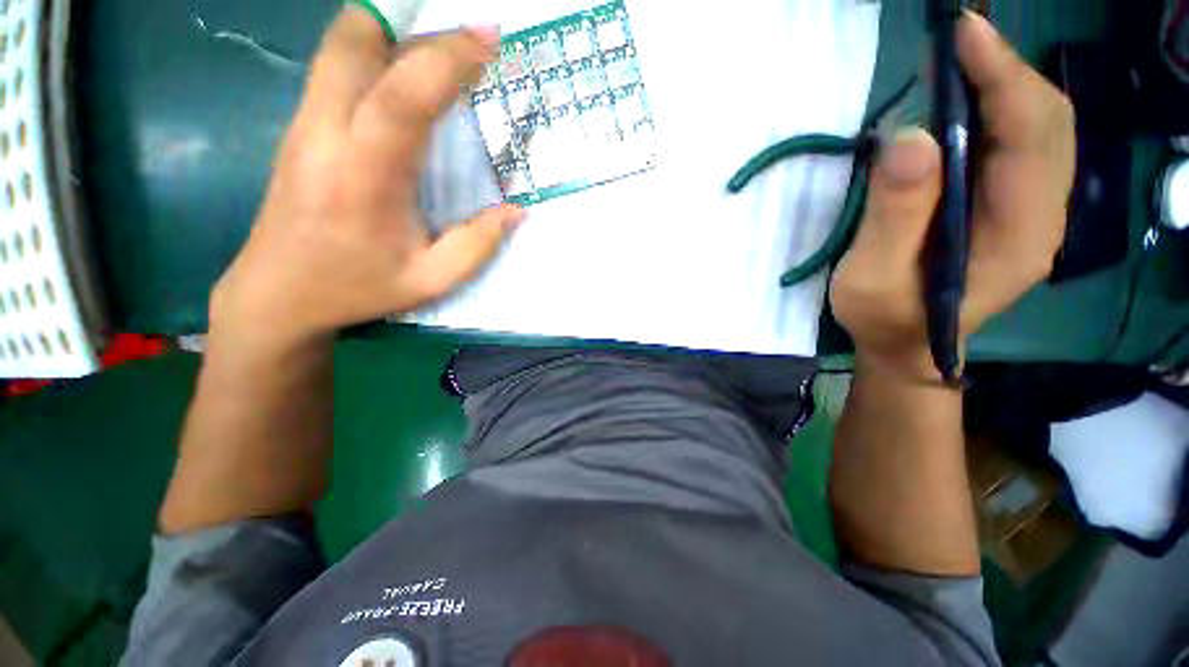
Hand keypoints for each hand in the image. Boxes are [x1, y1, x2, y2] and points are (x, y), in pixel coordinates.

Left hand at [209, 8, 523, 347]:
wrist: (277, 293)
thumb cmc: (357, 288)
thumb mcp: (432, 280)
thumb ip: (479, 245)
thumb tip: (517, 211)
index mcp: (365, 176)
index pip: (403, 95)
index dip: (448, 58)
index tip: (489, 39)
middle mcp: (326, 133)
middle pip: (354, 41)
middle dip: (413, 26)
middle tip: (463, 42)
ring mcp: (304, 123)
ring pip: (341, 46)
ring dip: (392, 34)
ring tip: (438, 55)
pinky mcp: (299, 126)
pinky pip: (336, 67)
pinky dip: (374, 54)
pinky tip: (404, 80)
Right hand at [830, 13, 1074, 378]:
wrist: (907, 347)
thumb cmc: (885, 319)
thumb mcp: (873, 278)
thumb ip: (894, 216)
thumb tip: (910, 138)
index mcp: (1017, 237)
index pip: (1031, 138)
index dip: (1003, 78)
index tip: (963, 35)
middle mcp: (1041, 217)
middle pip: (1049, 123)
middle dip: (1008, 71)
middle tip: (956, 42)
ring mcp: (1030, 211)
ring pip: (1041, 129)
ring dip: (1006, 85)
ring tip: (960, 61)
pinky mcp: (1010, 209)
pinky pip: (1021, 145)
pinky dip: (1000, 111)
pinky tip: (966, 104)